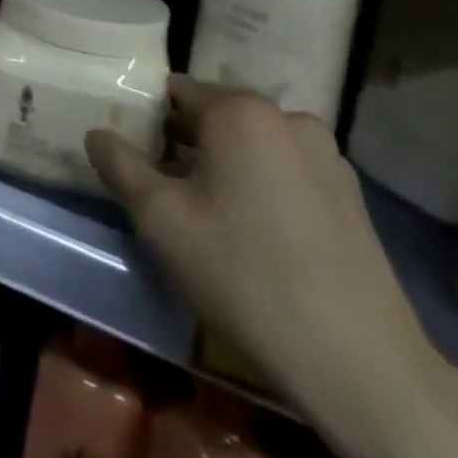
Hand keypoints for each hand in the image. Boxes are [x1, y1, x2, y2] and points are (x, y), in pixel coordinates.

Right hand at [87, 80, 438, 414]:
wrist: (361, 364)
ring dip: (224, 167)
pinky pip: (286, 172)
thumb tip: (96, 134)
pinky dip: (261, 187)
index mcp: (240, 112)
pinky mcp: (351, 196)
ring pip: (252, 146)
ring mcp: (327, 156)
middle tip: (162, 192)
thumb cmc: (244, 275)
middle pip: (216, 117)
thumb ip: (120, 166)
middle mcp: (287, 118)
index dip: (146, 119)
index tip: (132, 155)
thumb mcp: (160, 221)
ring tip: (208, 220)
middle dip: (184, 145)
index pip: (175, 92)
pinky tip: (255, 238)